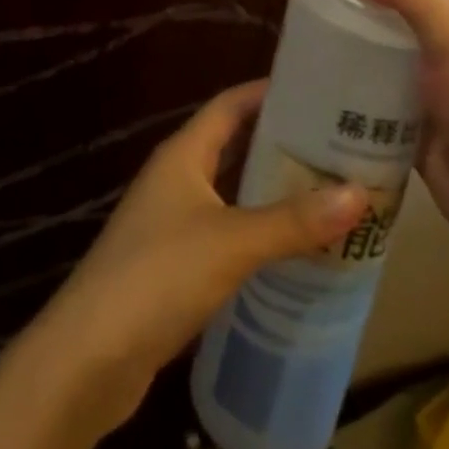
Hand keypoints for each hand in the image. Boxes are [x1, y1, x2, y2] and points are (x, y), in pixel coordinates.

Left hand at [24, 80, 367, 434]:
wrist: (88, 358)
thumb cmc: (158, 276)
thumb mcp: (232, 242)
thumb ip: (294, 220)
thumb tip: (359, 193)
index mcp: (183, 154)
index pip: (230, 104)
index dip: (268, 92)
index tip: (316, 90)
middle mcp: (176, 178)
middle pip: (233, 146)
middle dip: (280, 144)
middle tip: (335, 146)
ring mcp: (172, 222)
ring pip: (231, 192)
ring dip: (271, 191)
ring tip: (326, 192)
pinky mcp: (174, 265)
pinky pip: (226, 233)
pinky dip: (257, 233)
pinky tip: (292, 248)